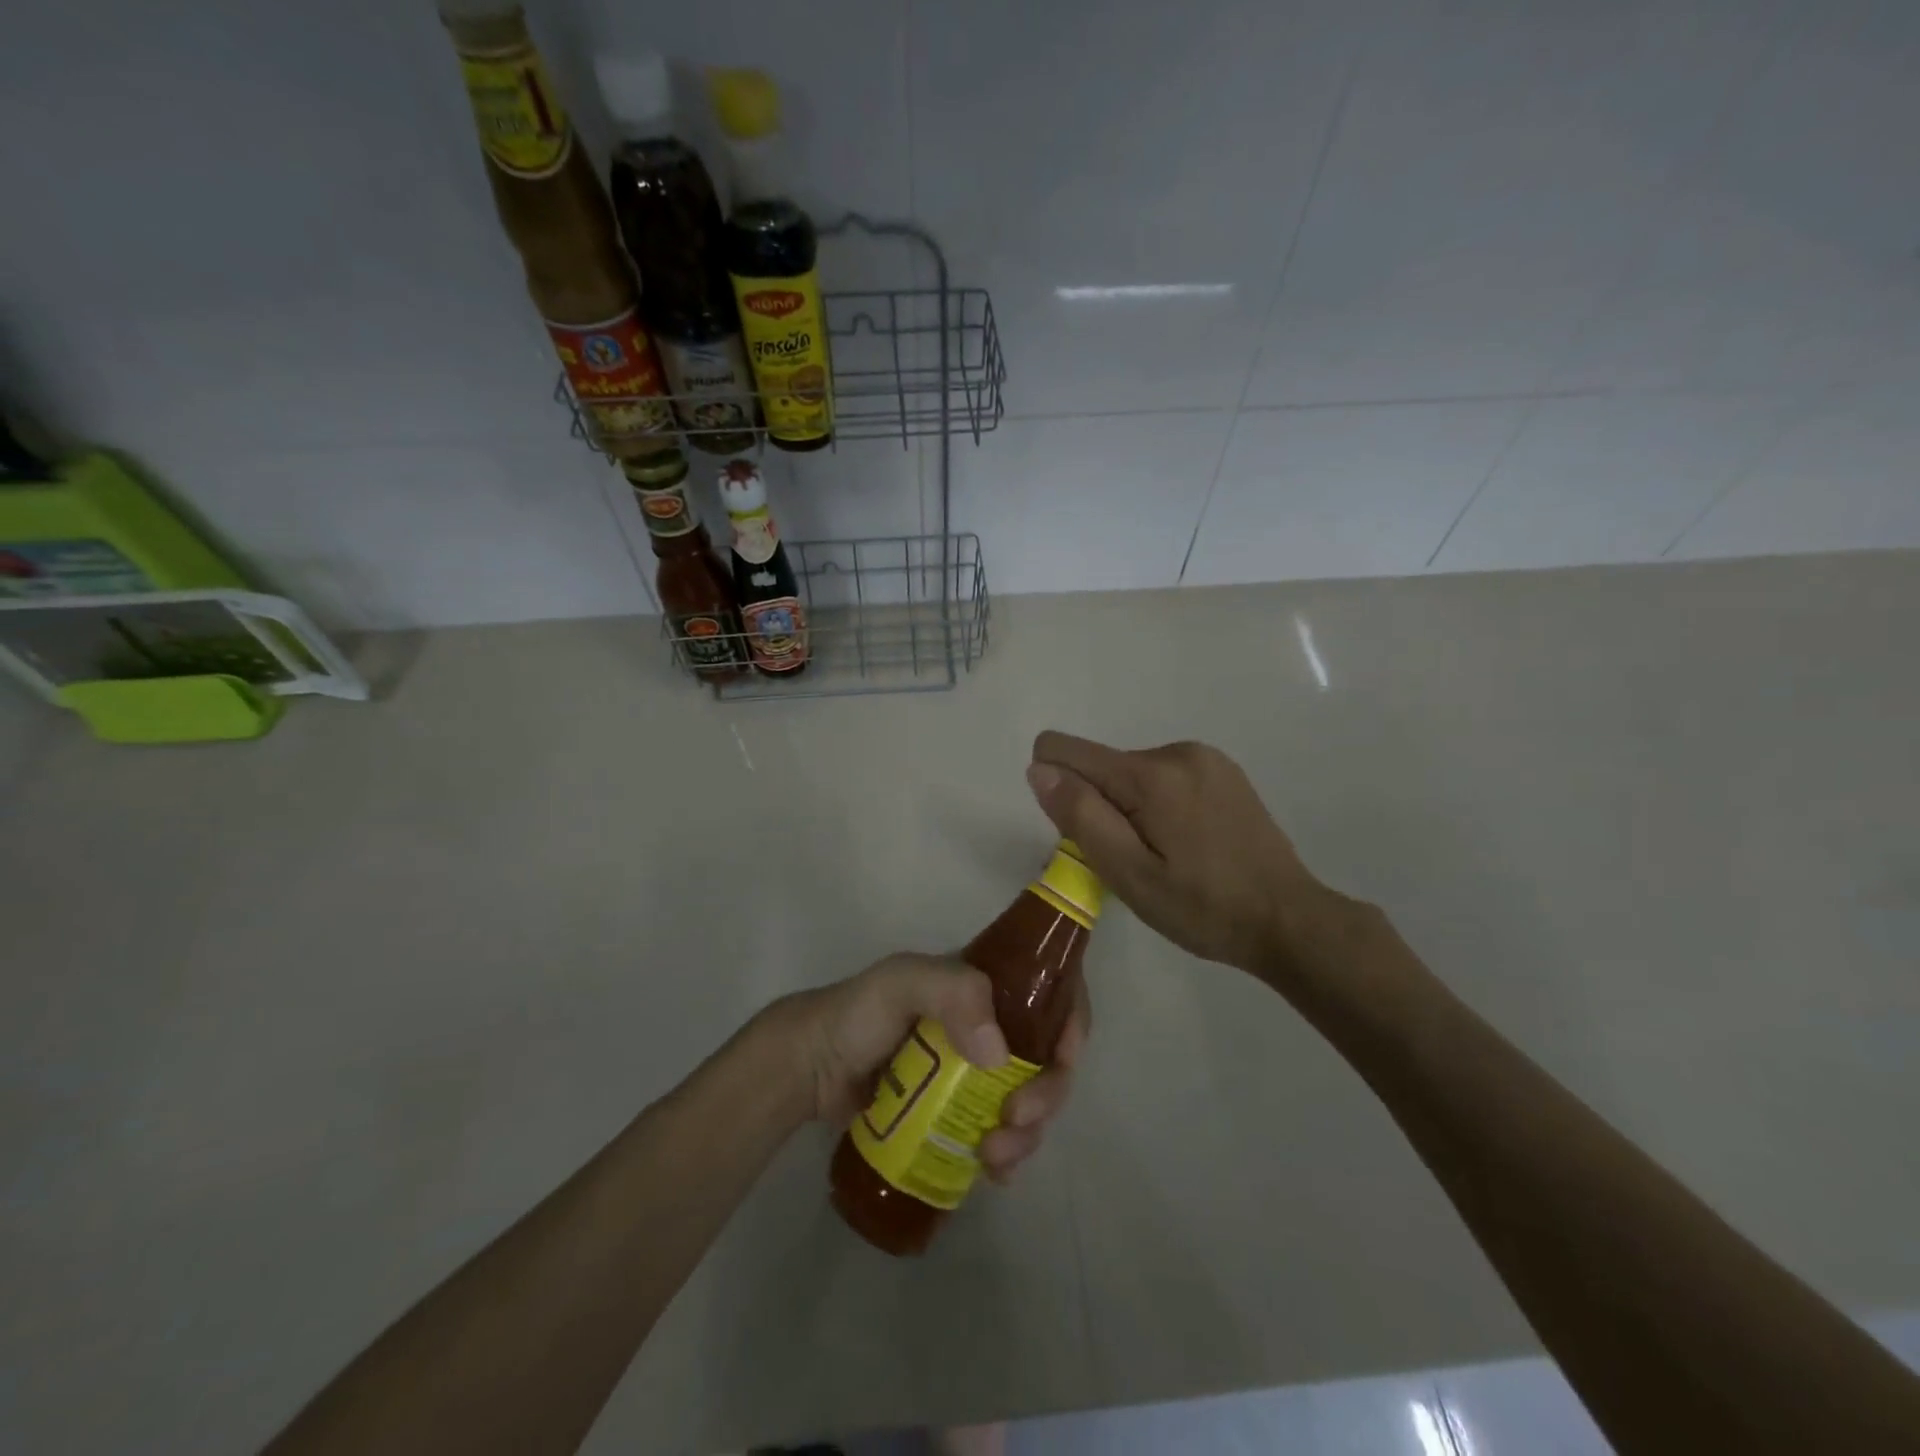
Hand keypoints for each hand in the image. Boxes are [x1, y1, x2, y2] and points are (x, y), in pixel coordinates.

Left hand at [770, 953, 1089, 1183]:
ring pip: (1031, 1101)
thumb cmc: (859, 1013)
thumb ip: (952, 993)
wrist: (813, 1067)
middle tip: (1017, 1120)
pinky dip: (1010, 1156)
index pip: (1051, 993)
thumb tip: (1000, 1056)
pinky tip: (993, 1172)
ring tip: (994, 1156)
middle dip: (1048, 1092)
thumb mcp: (902, 982)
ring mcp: (977, 1075)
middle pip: (1049, 1058)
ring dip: (1029, 1133)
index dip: (1072, 1021)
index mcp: (987, 987)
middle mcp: (993, 1027)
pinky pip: (1003, 1135)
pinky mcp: (959, 1114)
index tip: (1065, 1058)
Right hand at [1026, 731, 1341, 977]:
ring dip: (1131, 809)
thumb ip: (1081, 817)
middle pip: (1100, 766)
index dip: (1057, 789)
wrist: (1290, 920)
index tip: (1087, 834)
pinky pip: (1163, 776)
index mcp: (1150, 774)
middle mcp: (1176, 751)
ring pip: (1131, 773)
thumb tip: (1039, 768)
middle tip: (1135, 861)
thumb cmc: (1203, 908)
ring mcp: (1205, 757)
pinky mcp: (1223, 770)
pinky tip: (1187, 842)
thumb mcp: (1130, 875)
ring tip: (1165, 856)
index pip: (1064, 750)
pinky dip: (1158, 804)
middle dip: (1101, 808)